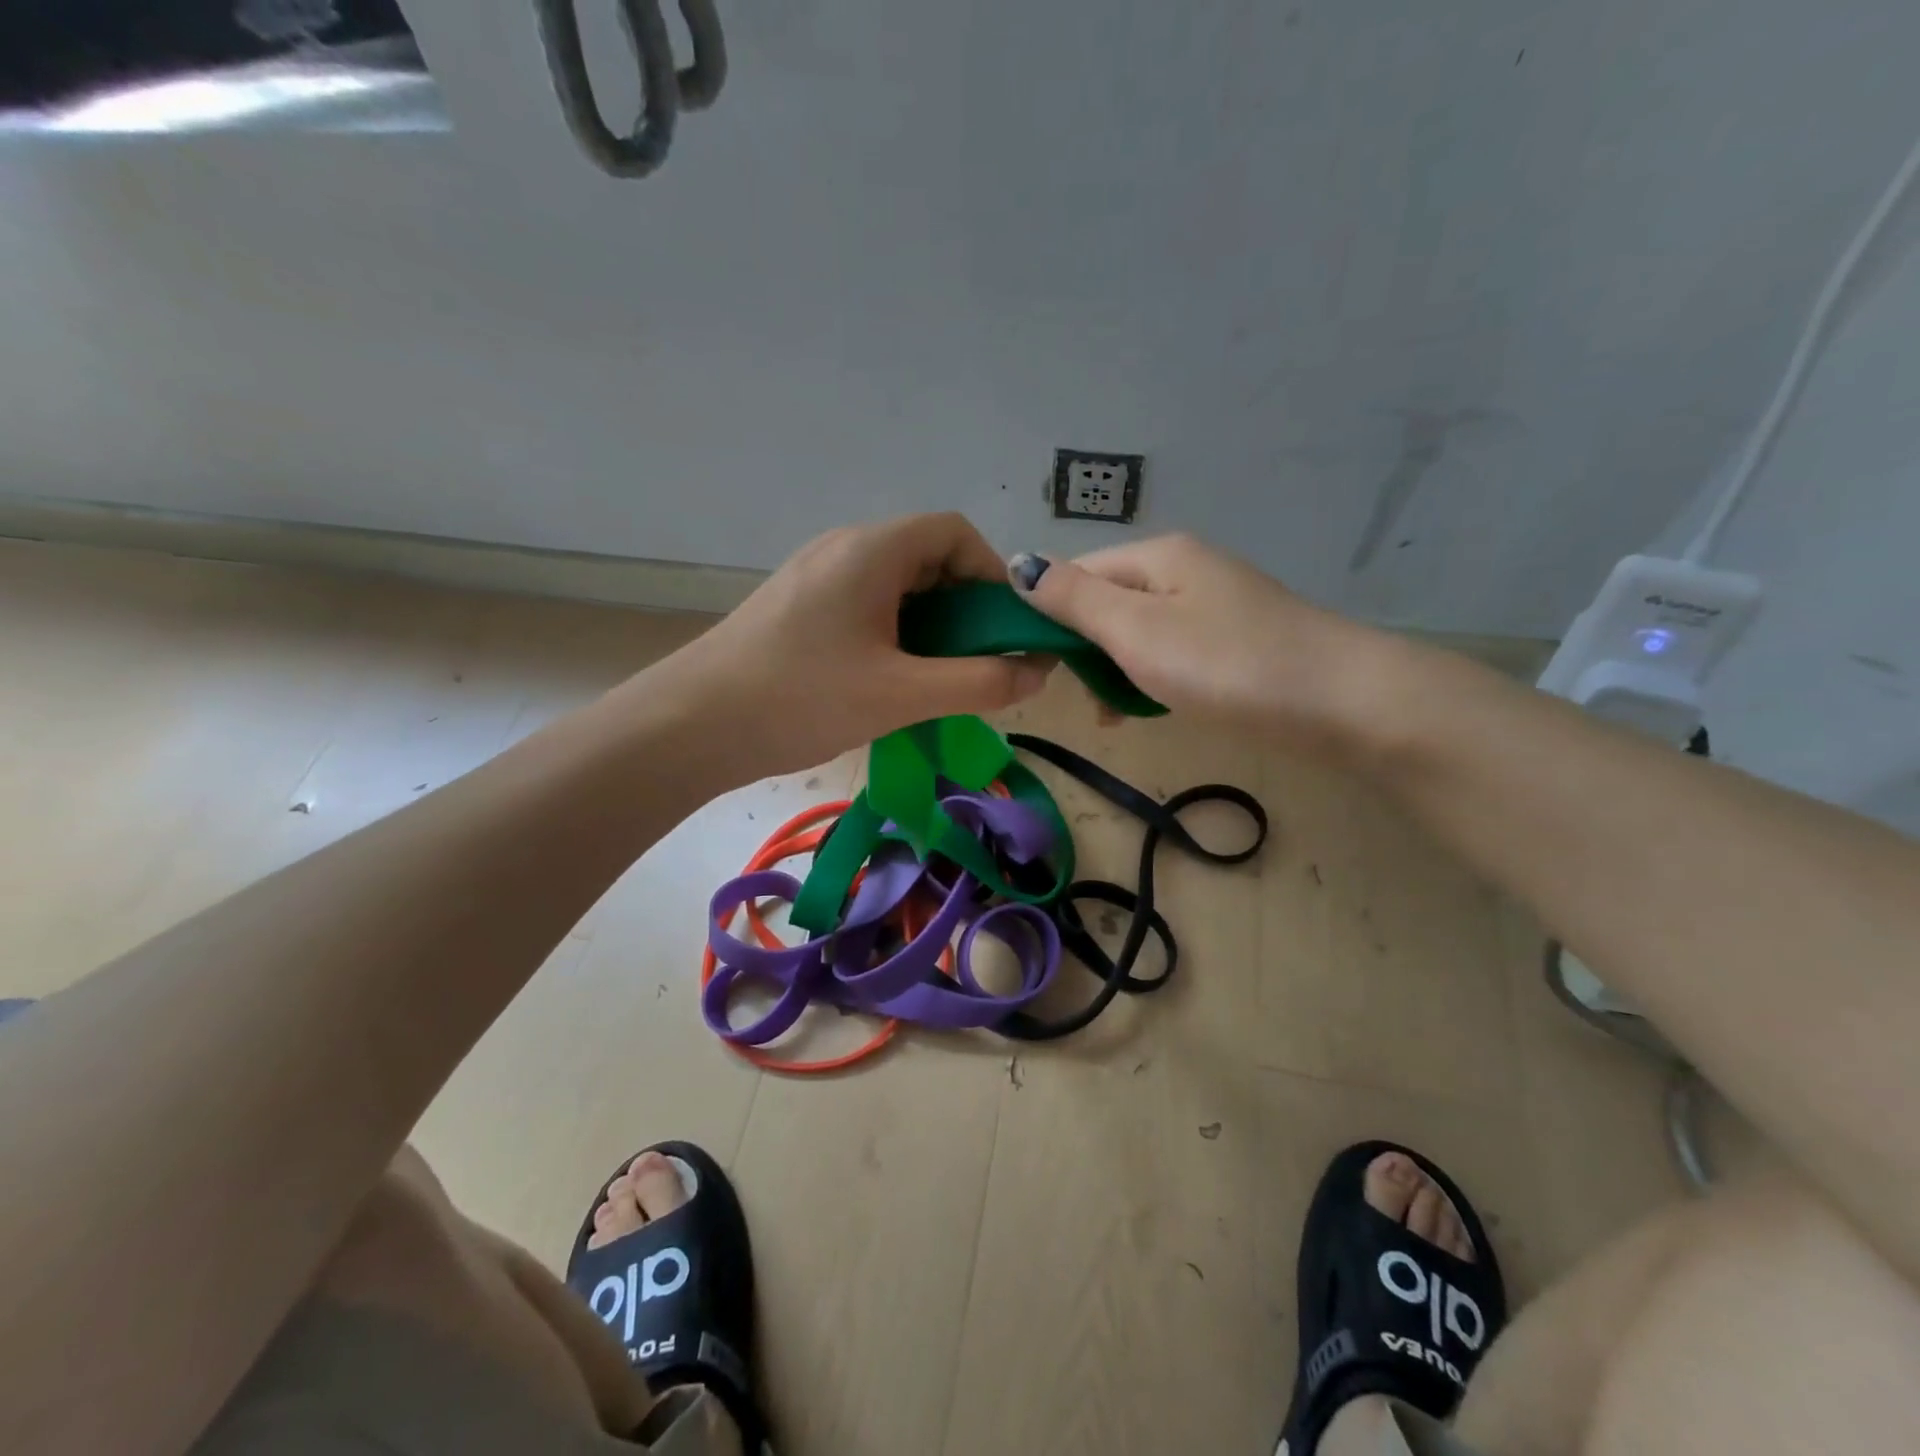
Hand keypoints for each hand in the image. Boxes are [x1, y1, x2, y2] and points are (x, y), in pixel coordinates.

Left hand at [655, 514, 1053, 777]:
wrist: (691, 726)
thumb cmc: (802, 698)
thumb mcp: (903, 693)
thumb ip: (980, 682)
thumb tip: (1040, 670)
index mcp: (873, 548)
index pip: (956, 532)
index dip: (992, 575)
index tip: (1005, 630)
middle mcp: (845, 547)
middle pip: (928, 557)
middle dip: (964, 608)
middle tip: (976, 664)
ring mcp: (816, 576)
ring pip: (897, 586)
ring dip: (930, 626)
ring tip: (938, 679)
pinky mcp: (799, 606)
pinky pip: (867, 605)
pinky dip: (896, 634)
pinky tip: (892, 681)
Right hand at [1008, 534, 1401, 752]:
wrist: (1340, 700)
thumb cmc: (1224, 664)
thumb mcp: (1136, 631)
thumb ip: (1074, 599)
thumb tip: (1018, 564)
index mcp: (1156, 556)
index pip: (1076, 573)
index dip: (1048, 615)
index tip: (1039, 666)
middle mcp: (1184, 569)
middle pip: (1107, 601)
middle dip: (1085, 649)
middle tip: (1087, 700)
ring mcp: (1214, 604)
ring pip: (1138, 631)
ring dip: (1116, 670)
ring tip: (1116, 715)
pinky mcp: (1234, 639)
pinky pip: (1171, 651)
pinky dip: (1152, 677)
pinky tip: (1154, 707)